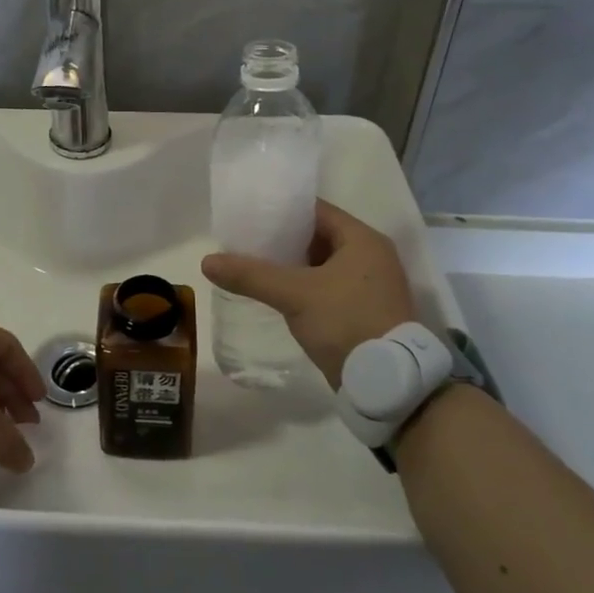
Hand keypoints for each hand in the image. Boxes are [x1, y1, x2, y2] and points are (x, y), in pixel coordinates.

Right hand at [202, 200, 416, 389]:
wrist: (385, 382)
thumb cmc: (346, 322)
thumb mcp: (294, 294)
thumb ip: (251, 275)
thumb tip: (207, 261)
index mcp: (363, 240)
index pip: (316, 211)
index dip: (283, 210)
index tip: (251, 215)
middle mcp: (372, 256)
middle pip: (318, 237)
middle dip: (283, 239)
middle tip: (247, 241)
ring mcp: (370, 285)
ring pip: (322, 264)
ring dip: (292, 265)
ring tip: (255, 265)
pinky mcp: (364, 311)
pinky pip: (328, 287)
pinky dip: (304, 286)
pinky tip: (277, 293)